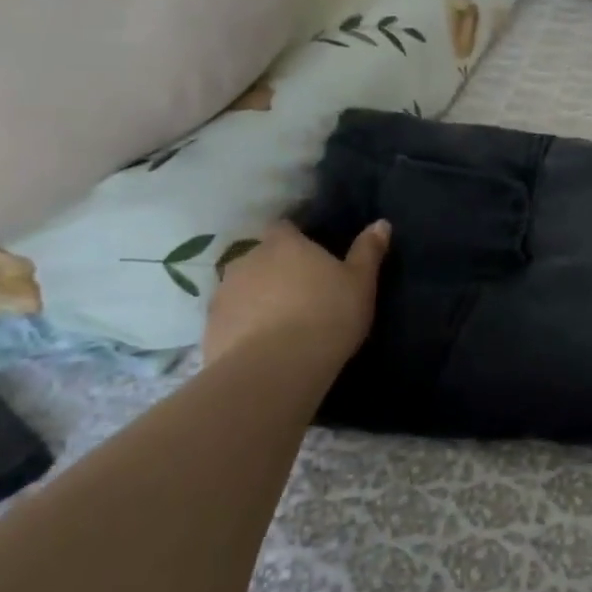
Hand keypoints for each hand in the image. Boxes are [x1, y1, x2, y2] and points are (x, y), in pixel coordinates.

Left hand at [202, 219, 389, 367]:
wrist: (275, 369)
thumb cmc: (327, 315)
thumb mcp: (360, 283)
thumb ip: (368, 251)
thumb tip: (381, 223)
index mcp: (284, 244)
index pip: (285, 228)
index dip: (296, 240)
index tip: (311, 258)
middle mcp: (247, 260)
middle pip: (261, 258)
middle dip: (276, 271)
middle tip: (300, 294)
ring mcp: (224, 294)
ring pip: (243, 289)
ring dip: (256, 299)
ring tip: (279, 324)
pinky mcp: (210, 328)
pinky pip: (230, 320)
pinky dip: (242, 328)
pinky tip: (261, 347)